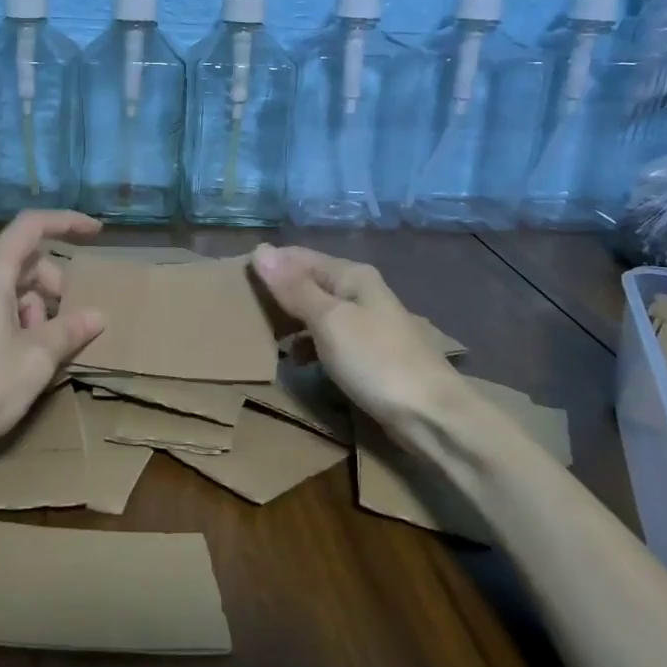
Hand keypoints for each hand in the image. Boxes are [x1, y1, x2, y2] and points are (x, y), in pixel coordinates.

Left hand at [0, 211, 105, 457]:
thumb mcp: (37, 356)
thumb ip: (70, 329)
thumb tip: (98, 315)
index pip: (32, 226)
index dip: (66, 222)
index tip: (97, 233)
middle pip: (24, 260)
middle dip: (54, 282)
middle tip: (69, 318)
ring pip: (12, 287)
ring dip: (38, 308)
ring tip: (45, 348)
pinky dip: (20, 322)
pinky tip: (26, 358)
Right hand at [249, 244, 460, 451]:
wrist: (432, 416)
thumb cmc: (375, 360)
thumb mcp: (328, 321)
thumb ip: (294, 288)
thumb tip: (261, 250)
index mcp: (352, 276)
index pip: (299, 257)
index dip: (269, 265)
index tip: (235, 279)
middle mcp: (360, 292)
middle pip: (309, 283)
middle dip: (278, 294)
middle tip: (241, 309)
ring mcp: (367, 324)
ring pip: (317, 313)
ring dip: (290, 321)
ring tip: (260, 335)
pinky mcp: (369, 354)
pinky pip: (327, 339)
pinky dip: (307, 346)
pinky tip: (293, 361)